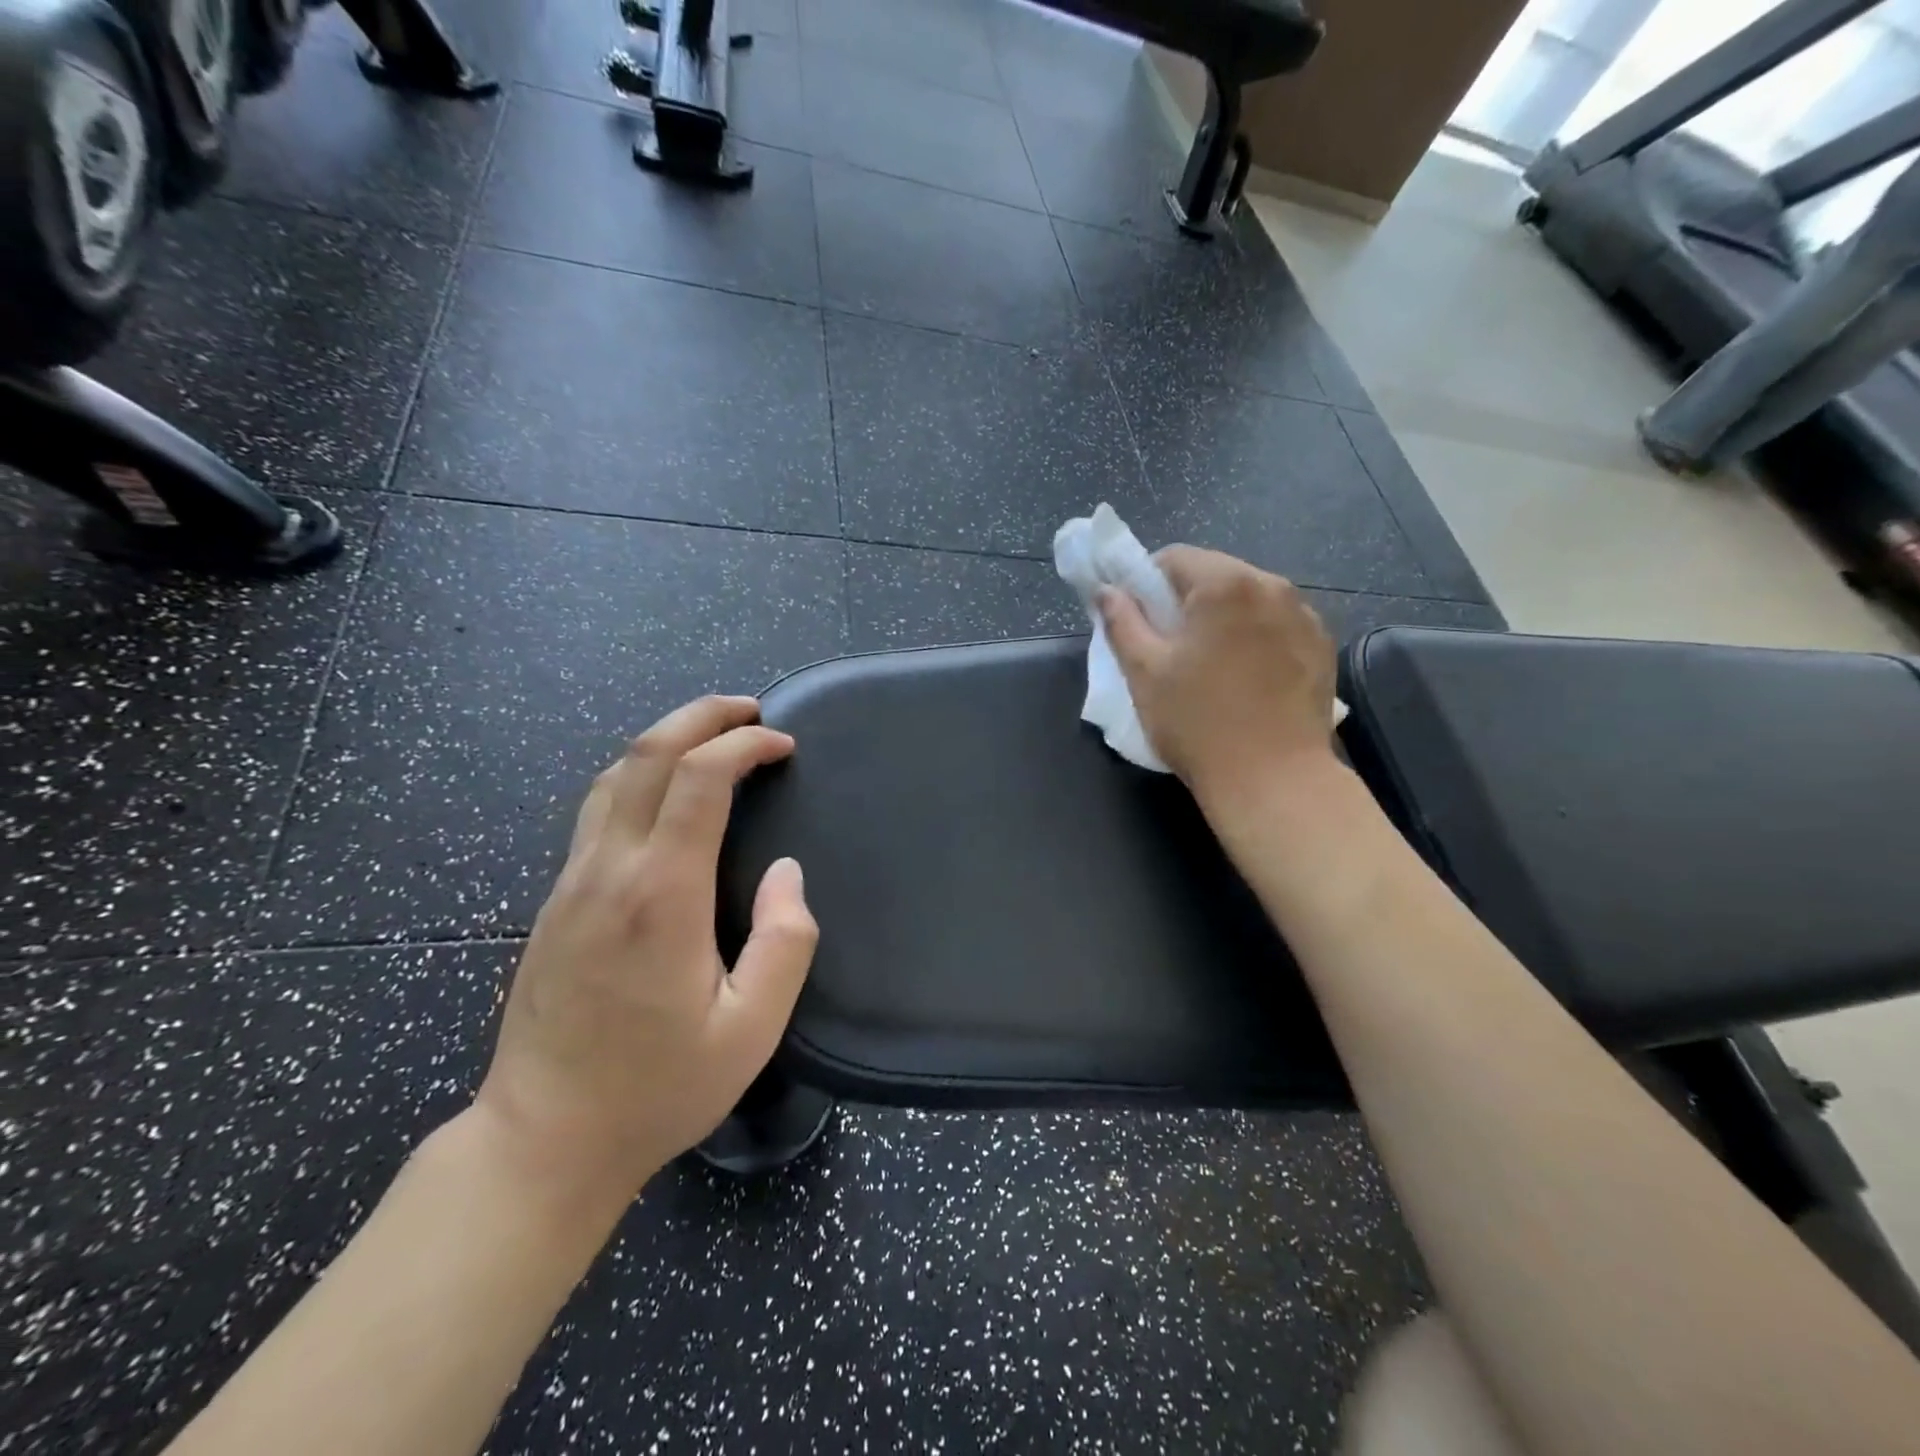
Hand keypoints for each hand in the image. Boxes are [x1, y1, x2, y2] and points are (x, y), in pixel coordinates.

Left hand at [473, 696, 817, 1207]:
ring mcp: (573, 881)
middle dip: (702, 716)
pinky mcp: (556, 899)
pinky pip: (599, 808)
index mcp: (661, 895)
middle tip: (750, 710)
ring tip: (714, 736)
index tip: (783, 745)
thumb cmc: (659, 1088)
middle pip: (648, 755)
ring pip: (615, 775)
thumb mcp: (751, 1029)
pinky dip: (642, 773)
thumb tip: (786, 872)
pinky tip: (669, 790)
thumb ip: (785, 941)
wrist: (544, 1139)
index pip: (700, 780)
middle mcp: (610, 870)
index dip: (745, 746)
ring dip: (667, 739)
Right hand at [1098, 545, 1337, 808]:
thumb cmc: (1198, 722)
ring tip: (1210, 665)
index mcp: (1225, 584)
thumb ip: (1121, 622)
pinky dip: (1255, 638)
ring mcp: (1304, 616)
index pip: (1174, 557)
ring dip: (1223, 618)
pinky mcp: (1322, 647)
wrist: (1273, 780)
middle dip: (1186, 601)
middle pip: (1215, 575)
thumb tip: (1107, 591)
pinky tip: (1246, 678)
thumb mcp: (1144, 672)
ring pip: (1248, 600)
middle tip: (1169, 647)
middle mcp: (1272, 586)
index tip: (1137, 620)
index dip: (1145, 583)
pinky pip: (1277, 625)